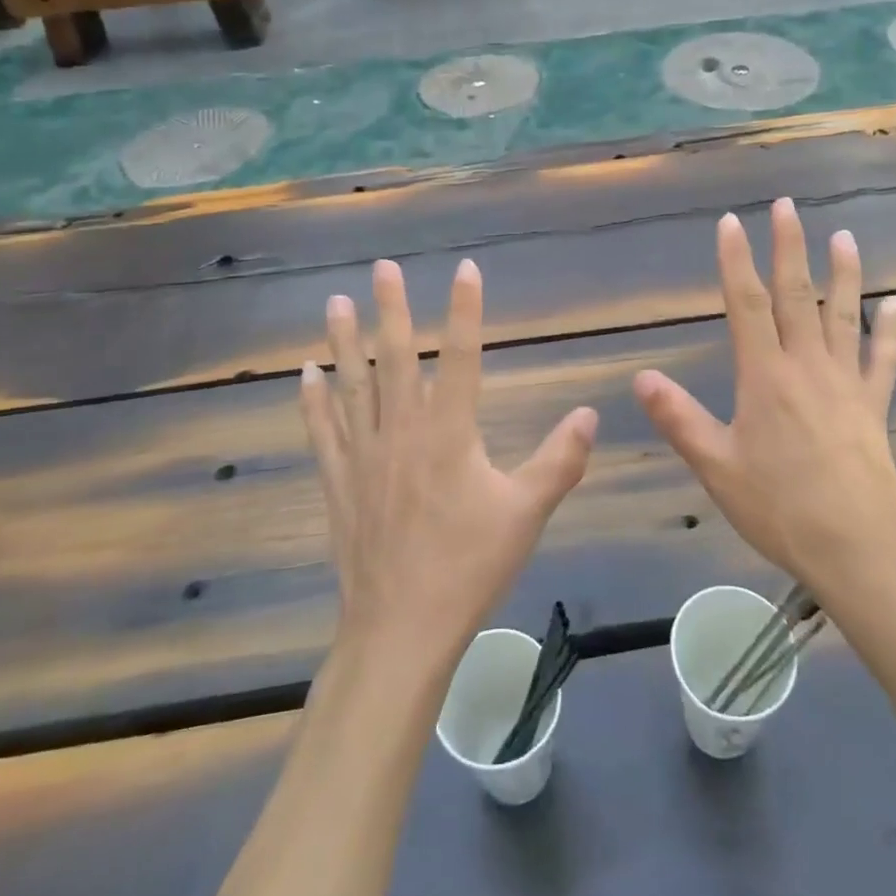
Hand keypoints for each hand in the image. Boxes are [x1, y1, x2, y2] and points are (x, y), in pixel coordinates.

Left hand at [301, 258, 597, 669]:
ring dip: (344, 340)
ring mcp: (364, 454)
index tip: (465, 269)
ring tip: (334, 301)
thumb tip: (591, 413)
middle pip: (396, 357)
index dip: (465, 309)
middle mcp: (402, 430)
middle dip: (391, 308)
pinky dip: (312, 399)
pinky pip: (322, 430)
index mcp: (449, 433)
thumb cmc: (468, 567)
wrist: (401, 628)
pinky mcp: (339, 481)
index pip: (461, 356)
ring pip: (353, 384)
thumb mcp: (527, 514)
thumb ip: (560, 459)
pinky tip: (304, 373)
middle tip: (382, 267)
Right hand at [633, 199, 895, 602]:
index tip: (732, 222)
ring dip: (843, 274)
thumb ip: (678, 418)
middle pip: (795, 295)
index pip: (746, 304)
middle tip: (787, 206)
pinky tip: (895, 305)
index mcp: (765, 376)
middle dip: (788, 247)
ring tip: (843, 236)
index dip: (736, 260)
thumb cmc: (777, 507)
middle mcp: (807, 367)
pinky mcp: (873, 407)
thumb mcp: (715, 466)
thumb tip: (641, 377)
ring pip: (843, 316)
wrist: (855, 550)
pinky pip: (883, 359)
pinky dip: (889, 330)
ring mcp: (846, 384)